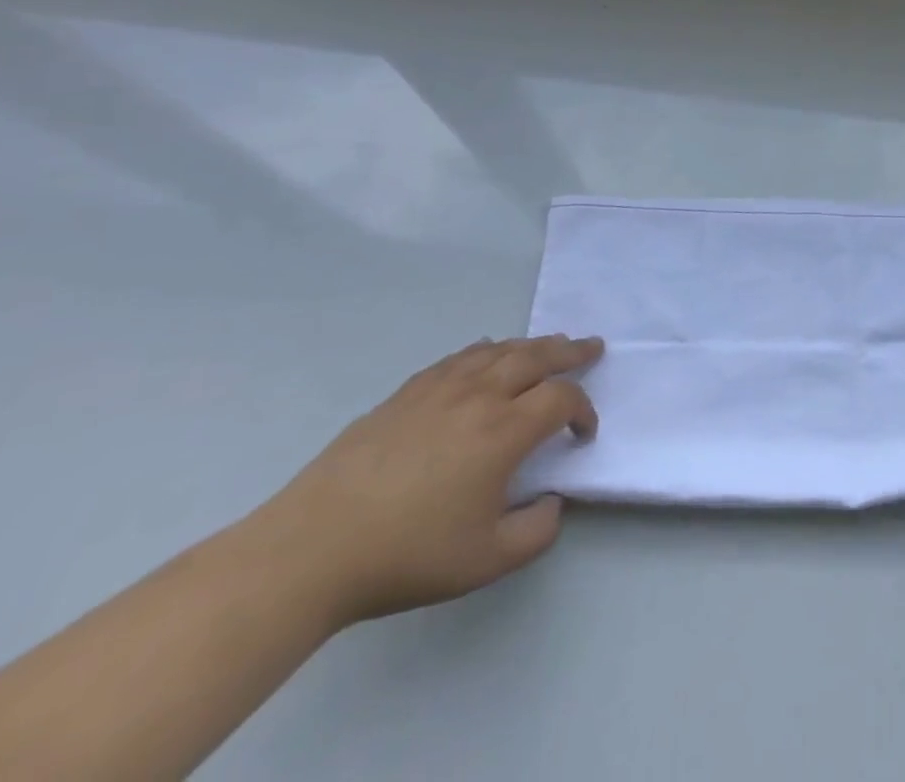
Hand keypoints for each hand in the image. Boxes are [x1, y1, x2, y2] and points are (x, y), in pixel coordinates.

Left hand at [251, 335, 603, 625]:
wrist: (312, 550)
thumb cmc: (407, 555)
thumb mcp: (487, 560)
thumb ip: (538, 531)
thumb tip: (553, 502)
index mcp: (506, 431)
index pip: (563, 399)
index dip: (584, 410)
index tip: (583, 434)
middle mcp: (480, 396)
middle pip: (537, 356)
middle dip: (570, 351)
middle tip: (592, 347)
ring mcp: (440, 389)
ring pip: (499, 350)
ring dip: (532, 344)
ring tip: (550, 344)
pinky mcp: (405, 394)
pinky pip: (458, 358)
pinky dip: (484, 350)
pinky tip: (486, 353)